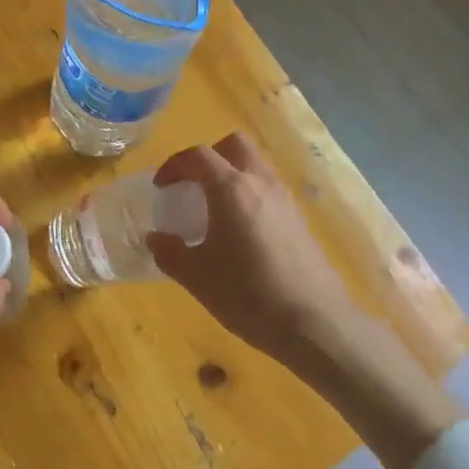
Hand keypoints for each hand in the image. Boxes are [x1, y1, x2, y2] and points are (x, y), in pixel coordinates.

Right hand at [148, 133, 355, 363]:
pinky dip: (251, 195)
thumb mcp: (197, 278)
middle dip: (209, 157)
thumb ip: (170, 253)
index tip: (161, 187)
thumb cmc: (248, 295)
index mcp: (231, 189)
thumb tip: (155, 238)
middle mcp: (260, 183)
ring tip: (216, 209)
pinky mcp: (300, 219)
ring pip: (256, 165)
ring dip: (232, 174)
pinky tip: (243, 232)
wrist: (314, 323)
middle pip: (234, 145)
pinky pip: (269, 189)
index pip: (198, 155)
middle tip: (193, 185)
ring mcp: (285, 199)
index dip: (174, 165)